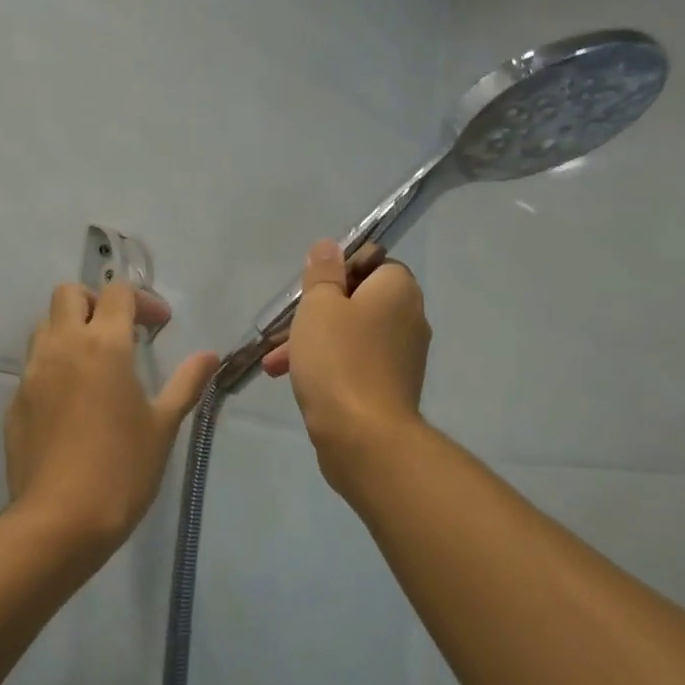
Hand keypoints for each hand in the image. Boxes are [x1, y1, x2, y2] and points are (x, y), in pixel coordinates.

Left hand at [5, 282, 218, 553]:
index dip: (142, 300)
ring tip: (95, 363)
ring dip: (70, 329)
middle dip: (96, 301)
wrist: (60, 519)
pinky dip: (54, 366)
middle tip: (120, 332)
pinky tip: (73, 402)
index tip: (159, 326)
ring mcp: (32, 373)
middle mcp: (62, 347)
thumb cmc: (123, 469)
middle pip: (69, 293)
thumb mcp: (163, 425)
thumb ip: (186, 383)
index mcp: (103, 345)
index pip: (117, 292)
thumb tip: (210, 355)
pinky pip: (34, 366)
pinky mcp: (15, 401)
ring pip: (45, 326)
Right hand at [267, 240, 429, 493]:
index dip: (337, 271)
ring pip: (352, 335)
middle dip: (316, 313)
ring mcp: (402, 357)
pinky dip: (329, 367)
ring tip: (275, 363)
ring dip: (314, 342)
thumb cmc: (339, 360)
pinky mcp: (391, 389)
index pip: (371, 263)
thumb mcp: (319, 306)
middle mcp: (409, 318)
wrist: (364, 437)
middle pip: (358, 301)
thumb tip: (330, 246)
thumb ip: (323, 273)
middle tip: (284, 329)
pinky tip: (295, 380)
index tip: (310, 291)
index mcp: (398, 290)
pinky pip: (355, 364)